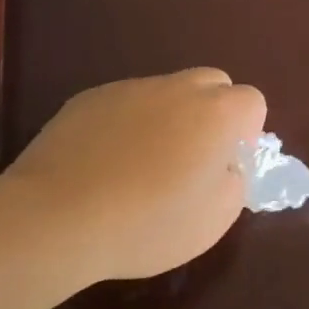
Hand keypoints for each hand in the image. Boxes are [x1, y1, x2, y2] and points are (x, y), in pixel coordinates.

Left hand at [0, 69, 266, 283]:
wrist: (56, 217)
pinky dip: (126, 126)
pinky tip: (105, 165)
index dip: (246, 133)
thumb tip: (225, 166)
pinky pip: (124, 104)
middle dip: (212, 114)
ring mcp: (129, 88)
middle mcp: (176, 88)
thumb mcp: (214, 220)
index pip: (253, 101)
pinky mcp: (89, 98)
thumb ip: (235, 182)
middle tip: (192, 160)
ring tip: (141, 168)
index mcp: (216, 113)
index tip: (225, 166)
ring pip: (165, 93)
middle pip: (212, 84)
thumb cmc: (147, 223)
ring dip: (167, 119)